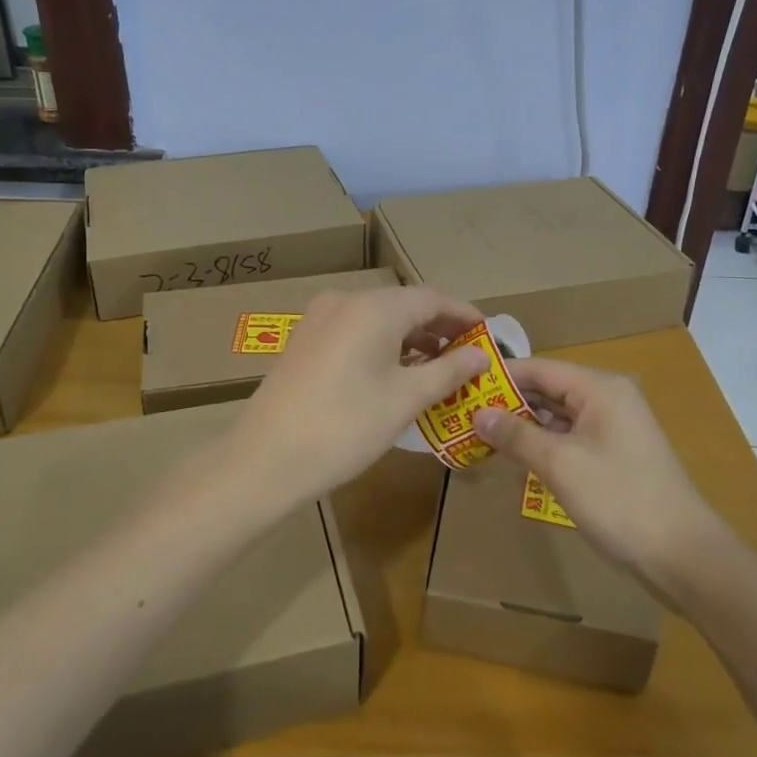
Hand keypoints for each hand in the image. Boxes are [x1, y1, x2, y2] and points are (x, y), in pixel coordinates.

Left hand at [230, 286, 487, 503]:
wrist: (266, 459)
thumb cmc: (345, 427)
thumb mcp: (405, 399)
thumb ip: (448, 371)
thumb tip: (481, 355)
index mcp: (374, 308)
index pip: (432, 298)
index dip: (464, 315)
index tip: (489, 336)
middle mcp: (346, 301)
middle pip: (404, 305)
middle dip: (439, 328)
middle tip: (469, 356)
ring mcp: (320, 318)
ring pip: (379, 318)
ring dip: (411, 338)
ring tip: (439, 368)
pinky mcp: (306, 339)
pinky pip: (356, 331)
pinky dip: (383, 345)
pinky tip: (397, 372)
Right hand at [473, 358, 727, 591]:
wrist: (683, 556)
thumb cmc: (619, 499)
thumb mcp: (560, 464)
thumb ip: (516, 435)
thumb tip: (477, 413)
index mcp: (600, 388)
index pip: (540, 368)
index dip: (501, 375)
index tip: (462, 384)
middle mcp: (609, 399)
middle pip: (549, 390)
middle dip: (508, 402)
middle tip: (463, 411)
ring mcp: (614, 429)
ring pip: (558, 416)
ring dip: (523, 425)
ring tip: (479, 433)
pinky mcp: (615, 456)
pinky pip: (570, 438)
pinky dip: (543, 444)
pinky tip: (515, 456)